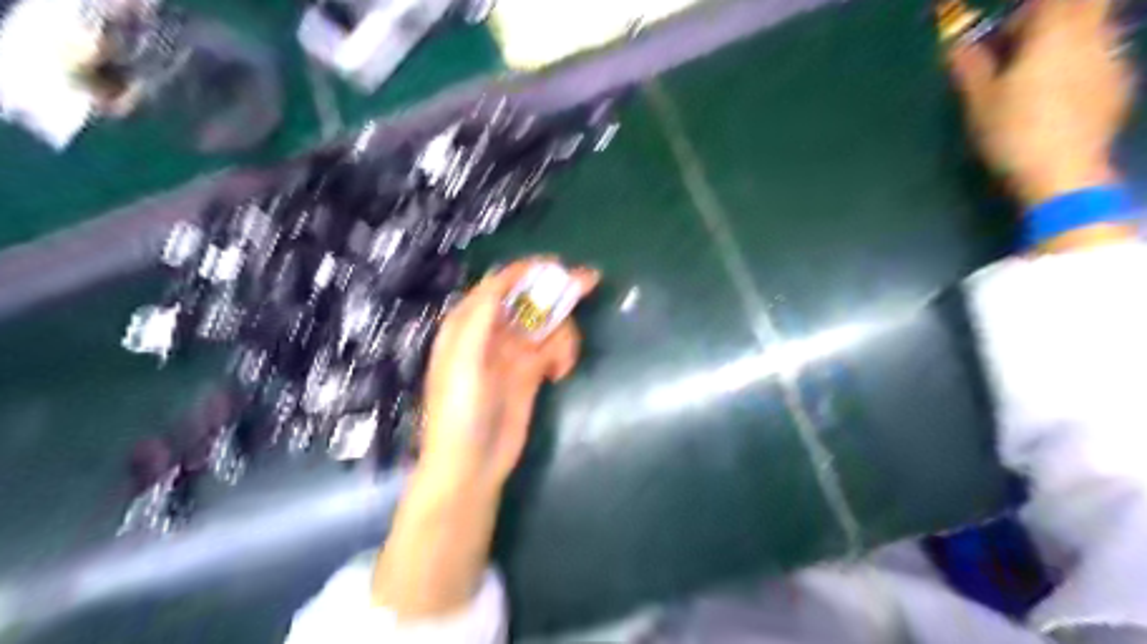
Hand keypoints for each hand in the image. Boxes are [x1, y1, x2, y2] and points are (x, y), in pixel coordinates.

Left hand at [376, 260, 600, 615]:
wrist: (472, 465)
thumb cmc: (459, 410)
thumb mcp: (463, 359)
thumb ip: (481, 316)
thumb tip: (505, 277)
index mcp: (468, 324)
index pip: (500, 285)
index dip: (528, 271)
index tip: (558, 266)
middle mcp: (492, 333)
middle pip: (529, 300)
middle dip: (557, 291)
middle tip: (591, 281)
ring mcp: (514, 353)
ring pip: (547, 325)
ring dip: (563, 334)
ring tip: (563, 361)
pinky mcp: (532, 373)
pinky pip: (554, 349)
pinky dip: (562, 354)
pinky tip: (559, 372)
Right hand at [951, 1, 1127, 205]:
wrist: (1062, 171)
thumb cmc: (1012, 132)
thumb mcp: (979, 102)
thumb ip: (970, 67)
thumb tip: (954, 45)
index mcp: (1055, 34)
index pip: (1051, 1)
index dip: (1027, 13)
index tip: (1004, 37)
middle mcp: (1093, 37)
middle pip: (1082, 8)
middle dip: (1051, 22)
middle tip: (1020, 51)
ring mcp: (1112, 60)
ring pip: (1094, 32)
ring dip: (1064, 45)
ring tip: (1033, 80)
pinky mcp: (1120, 86)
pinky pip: (1100, 60)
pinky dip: (1077, 67)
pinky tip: (1054, 101)